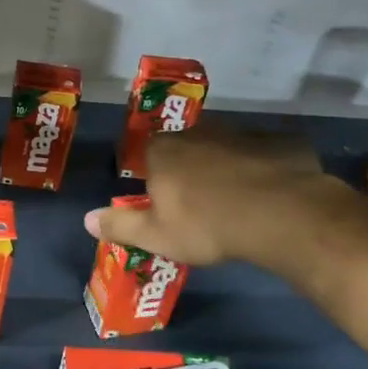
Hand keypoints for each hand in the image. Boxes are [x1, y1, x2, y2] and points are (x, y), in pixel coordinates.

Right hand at [84, 124, 357, 273]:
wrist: (281, 214)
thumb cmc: (207, 225)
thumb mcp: (156, 235)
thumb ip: (120, 225)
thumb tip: (86, 219)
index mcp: (163, 151)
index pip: (148, 154)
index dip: (154, 175)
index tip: (163, 199)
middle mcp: (197, 132)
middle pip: (186, 147)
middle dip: (189, 169)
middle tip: (199, 202)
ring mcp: (241, 133)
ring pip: (225, 148)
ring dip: (226, 167)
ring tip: (237, 200)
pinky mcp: (279, 142)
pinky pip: (263, 154)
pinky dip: (263, 169)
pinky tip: (270, 194)